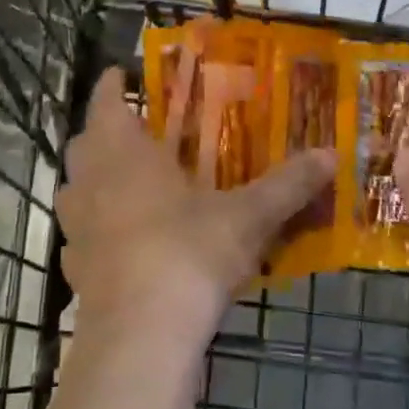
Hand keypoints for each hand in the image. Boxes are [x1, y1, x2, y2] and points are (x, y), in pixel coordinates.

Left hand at [56, 68, 335, 356]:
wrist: (141, 336)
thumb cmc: (188, 253)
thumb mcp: (247, 217)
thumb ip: (287, 185)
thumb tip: (332, 154)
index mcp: (123, 153)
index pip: (107, 103)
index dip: (113, 85)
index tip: (122, 72)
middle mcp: (89, 182)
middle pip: (84, 145)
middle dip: (105, 133)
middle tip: (137, 132)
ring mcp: (76, 228)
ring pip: (76, 190)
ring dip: (95, 181)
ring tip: (129, 184)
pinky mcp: (76, 270)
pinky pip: (82, 237)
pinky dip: (99, 230)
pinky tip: (126, 243)